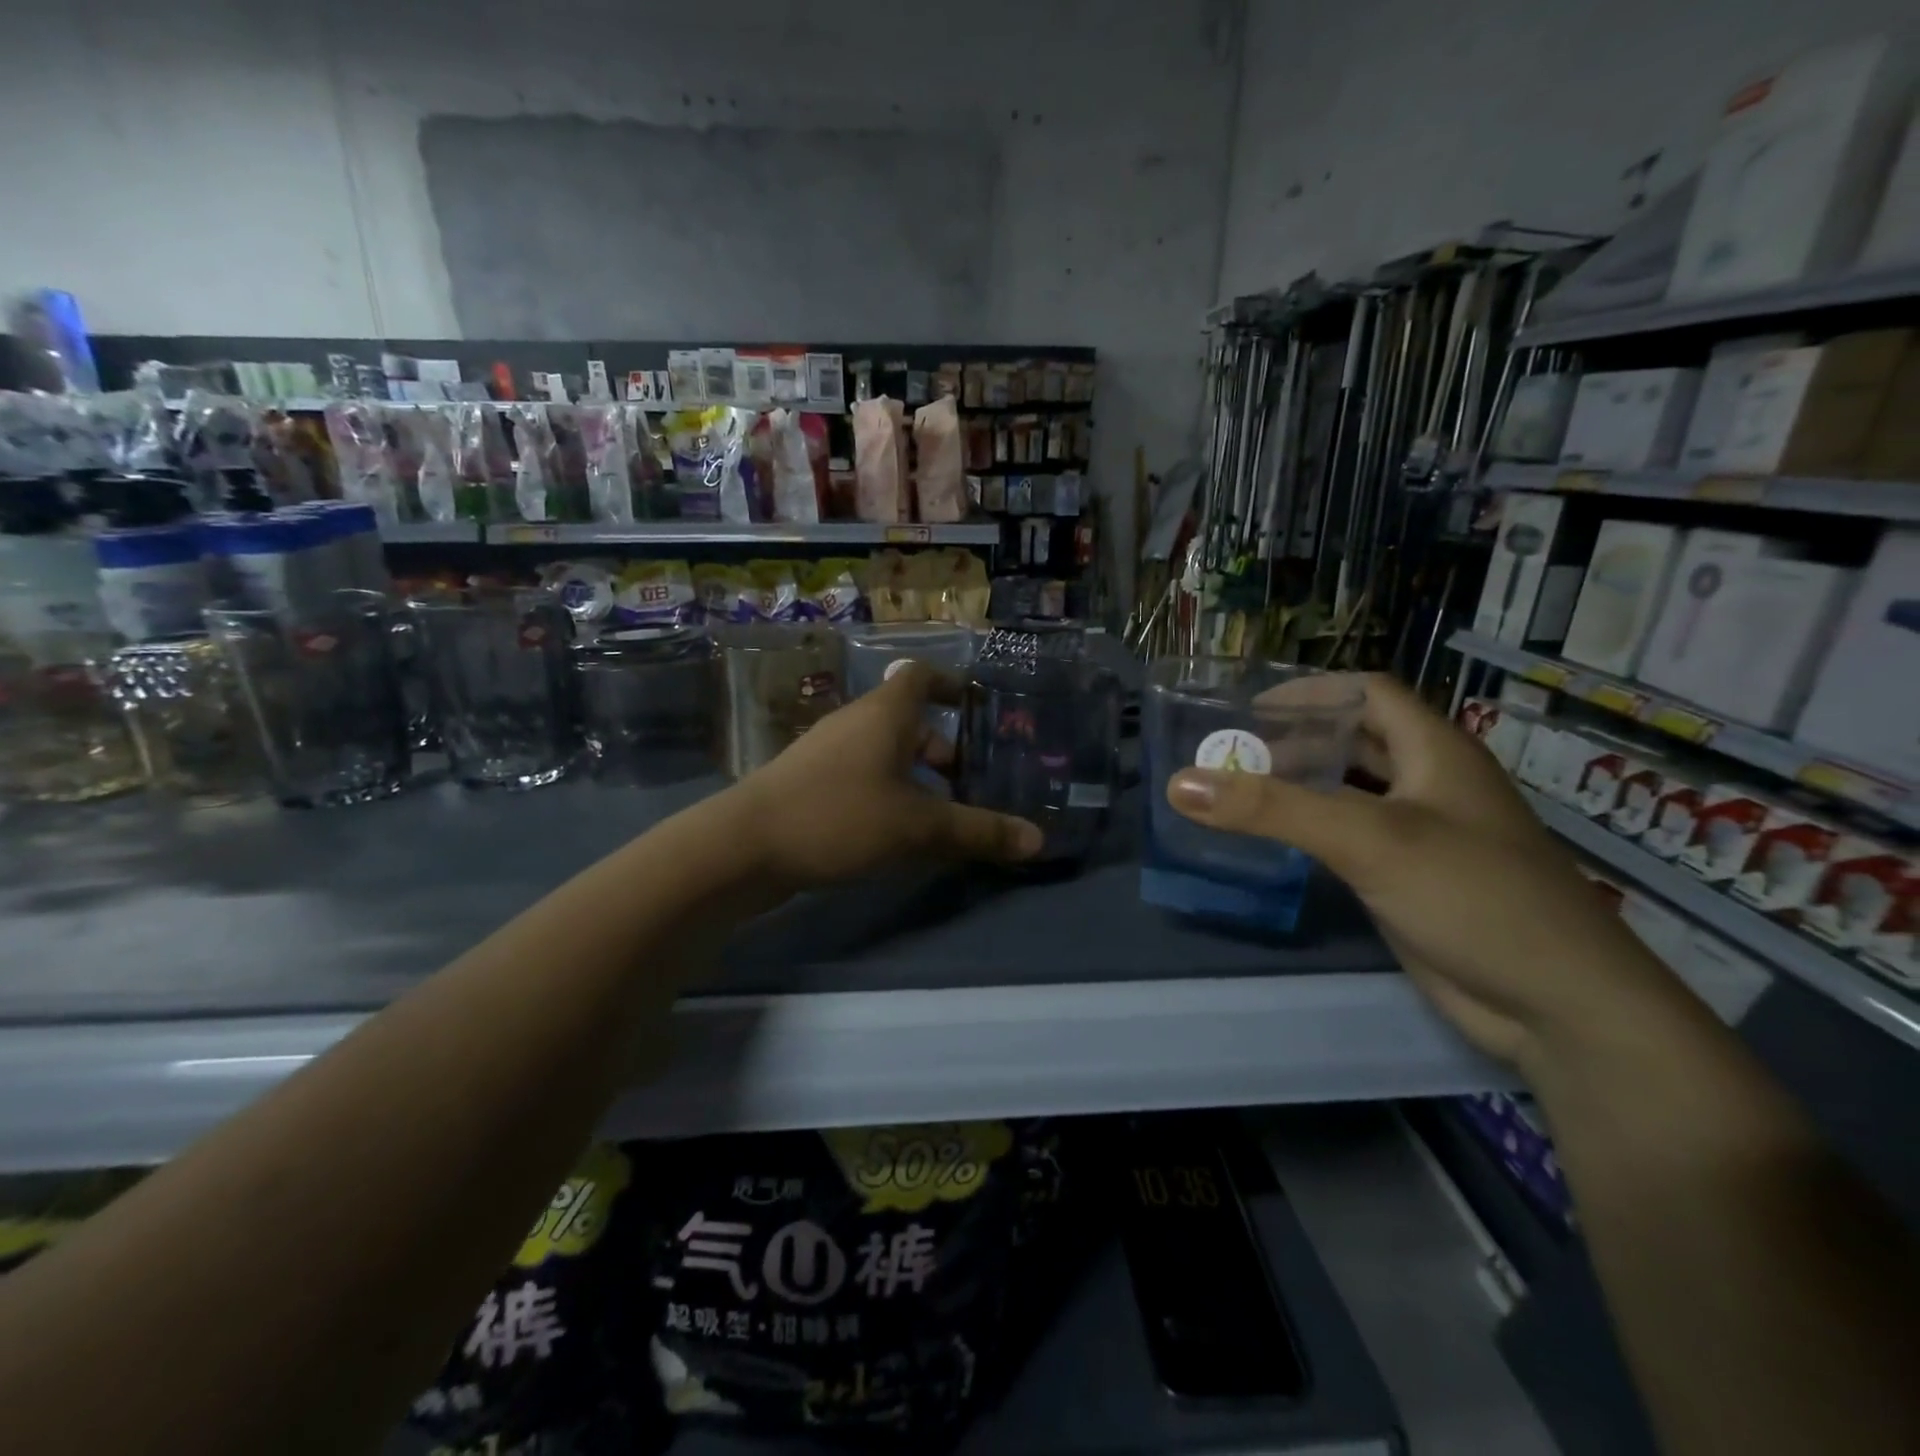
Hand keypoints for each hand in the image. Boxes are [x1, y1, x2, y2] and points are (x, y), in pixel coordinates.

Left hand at [734, 660, 1042, 887]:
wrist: (743, 847)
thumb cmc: (839, 816)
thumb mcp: (918, 827)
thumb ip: (979, 831)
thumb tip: (1039, 840)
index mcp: (884, 713)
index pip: (922, 676)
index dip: (953, 685)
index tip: (980, 706)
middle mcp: (856, 722)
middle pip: (910, 722)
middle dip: (944, 751)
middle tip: (972, 786)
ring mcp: (828, 753)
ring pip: (886, 754)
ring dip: (917, 778)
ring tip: (942, 817)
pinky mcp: (809, 784)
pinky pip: (863, 778)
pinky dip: (889, 795)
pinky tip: (898, 835)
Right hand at [1166, 674, 1673, 1066]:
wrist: (1561, 1007)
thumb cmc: (1473, 897)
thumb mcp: (1367, 840)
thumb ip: (1272, 809)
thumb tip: (1180, 782)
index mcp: (1436, 751)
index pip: (1367, 693)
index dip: (1310, 691)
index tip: (1247, 707)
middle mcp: (1431, 784)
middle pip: (1356, 740)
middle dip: (1295, 739)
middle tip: (1229, 751)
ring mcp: (1424, 835)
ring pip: (1352, 791)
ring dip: (1301, 786)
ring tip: (1238, 790)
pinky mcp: (1412, 881)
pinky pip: (1352, 839)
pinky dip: (1313, 830)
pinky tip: (1274, 843)